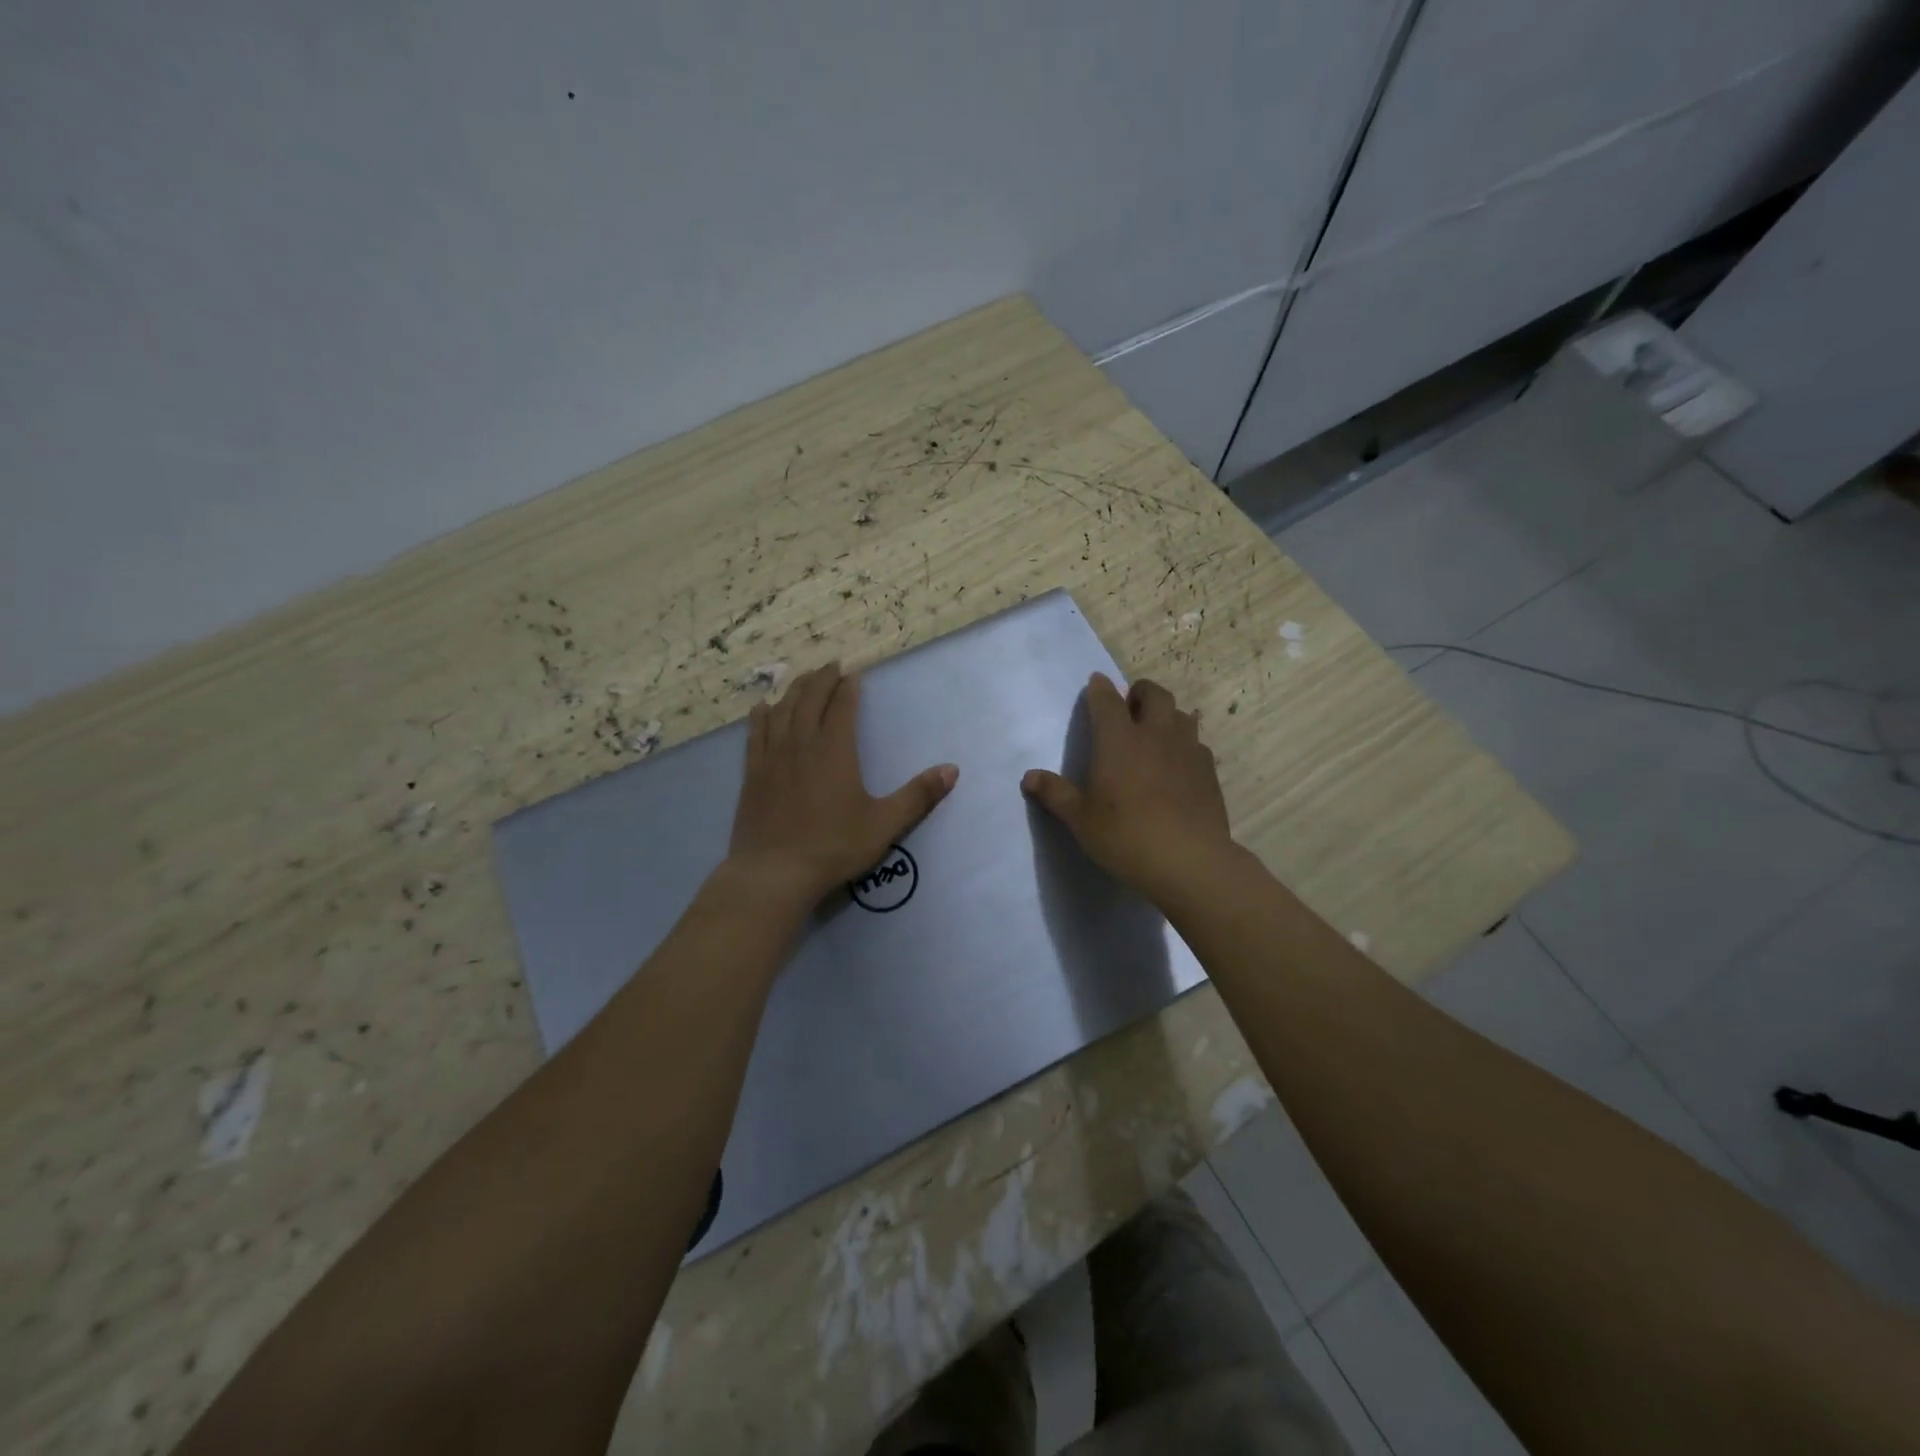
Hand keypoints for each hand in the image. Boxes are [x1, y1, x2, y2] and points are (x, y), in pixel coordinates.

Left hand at [727, 662, 958, 906]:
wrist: (774, 873)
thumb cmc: (833, 847)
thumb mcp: (884, 824)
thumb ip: (918, 796)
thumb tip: (952, 770)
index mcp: (835, 751)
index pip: (842, 707)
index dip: (848, 688)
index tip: (853, 673)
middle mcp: (802, 744)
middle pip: (810, 700)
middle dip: (822, 680)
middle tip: (830, 665)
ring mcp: (773, 758)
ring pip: (782, 711)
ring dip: (794, 690)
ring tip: (803, 678)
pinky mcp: (752, 774)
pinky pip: (755, 734)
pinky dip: (761, 716)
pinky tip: (762, 708)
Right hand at [1021, 673, 1234, 900]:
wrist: (1188, 861)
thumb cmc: (1125, 836)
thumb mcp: (1081, 819)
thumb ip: (1055, 794)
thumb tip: (1029, 777)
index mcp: (1119, 740)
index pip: (1107, 700)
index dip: (1099, 688)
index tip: (1095, 683)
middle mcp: (1155, 734)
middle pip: (1154, 693)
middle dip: (1139, 692)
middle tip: (1128, 707)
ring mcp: (1187, 749)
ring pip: (1180, 714)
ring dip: (1166, 714)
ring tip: (1155, 732)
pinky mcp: (1208, 770)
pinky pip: (1196, 743)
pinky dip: (1184, 743)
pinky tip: (1177, 764)